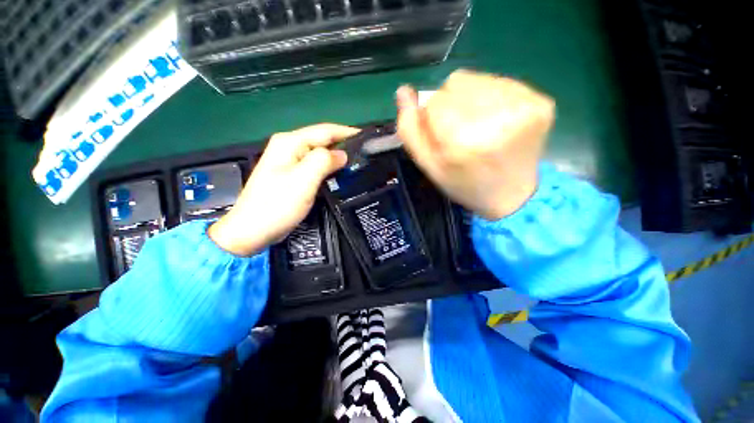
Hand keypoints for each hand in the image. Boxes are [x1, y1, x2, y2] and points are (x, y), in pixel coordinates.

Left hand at [209, 124, 358, 255]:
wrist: (253, 230)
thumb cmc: (278, 204)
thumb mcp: (304, 180)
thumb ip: (324, 161)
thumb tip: (342, 154)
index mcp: (290, 142)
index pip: (325, 130)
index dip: (347, 132)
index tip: (367, 138)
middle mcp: (289, 147)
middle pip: (322, 140)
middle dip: (343, 144)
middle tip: (365, 154)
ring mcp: (289, 161)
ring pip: (320, 153)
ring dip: (337, 157)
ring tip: (357, 163)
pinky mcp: (292, 175)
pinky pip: (315, 166)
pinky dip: (329, 167)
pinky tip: (339, 173)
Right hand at [397, 69, 554, 220]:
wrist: (511, 196)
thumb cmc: (463, 184)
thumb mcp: (429, 166)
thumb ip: (410, 130)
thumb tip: (402, 91)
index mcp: (463, 141)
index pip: (434, 101)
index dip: (432, 117)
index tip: (442, 136)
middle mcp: (496, 118)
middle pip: (455, 83)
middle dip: (449, 105)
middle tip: (460, 132)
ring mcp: (524, 106)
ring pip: (476, 79)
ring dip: (469, 99)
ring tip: (477, 126)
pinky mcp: (541, 101)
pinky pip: (500, 82)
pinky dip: (490, 98)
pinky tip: (495, 121)